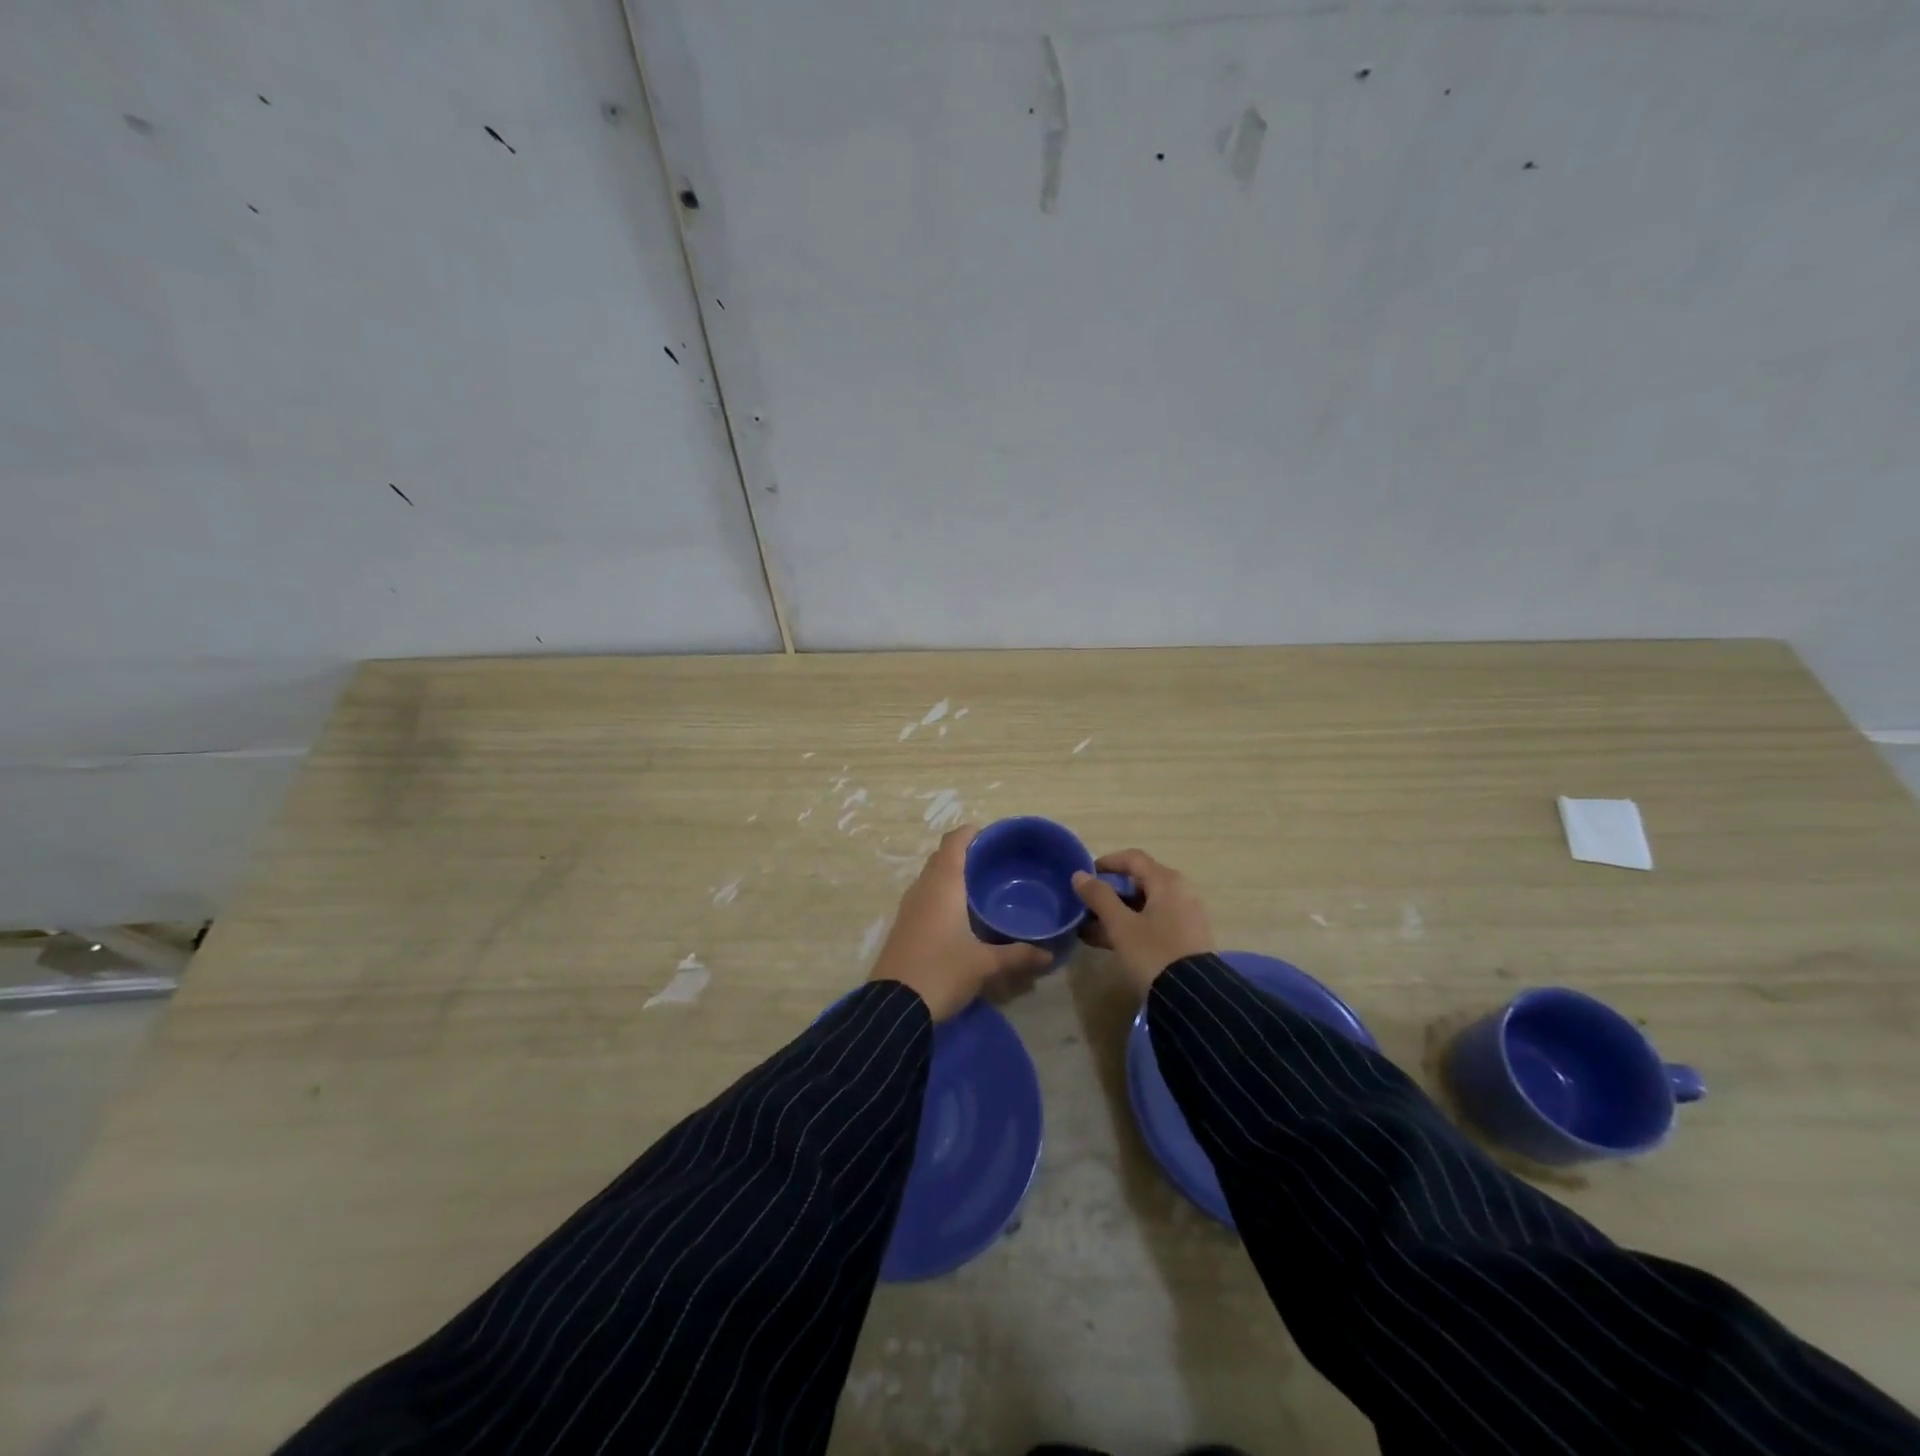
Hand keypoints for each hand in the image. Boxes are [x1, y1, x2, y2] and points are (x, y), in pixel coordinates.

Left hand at [869, 827, 1052, 1020]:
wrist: (894, 1006)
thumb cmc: (942, 971)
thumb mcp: (985, 964)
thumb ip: (1017, 955)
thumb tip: (1048, 954)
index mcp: (943, 885)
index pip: (954, 842)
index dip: (970, 833)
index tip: (990, 834)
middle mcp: (922, 888)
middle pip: (941, 857)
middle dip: (963, 854)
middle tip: (991, 862)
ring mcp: (908, 907)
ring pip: (930, 878)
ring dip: (950, 875)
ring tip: (978, 886)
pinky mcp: (902, 926)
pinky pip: (924, 897)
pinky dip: (940, 894)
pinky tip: (957, 914)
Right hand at [1072, 848, 1215, 996]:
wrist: (1194, 998)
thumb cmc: (1153, 953)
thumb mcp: (1121, 926)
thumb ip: (1099, 897)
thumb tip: (1080, 875)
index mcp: (1167, 882)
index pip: (1133, 858)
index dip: (1107, 862)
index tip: (1085, 875)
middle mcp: (1180, 893)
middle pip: (1139, 882)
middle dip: (1109, 893)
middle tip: (1085, 907)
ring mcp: (1186, 917)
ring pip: (1144, 906)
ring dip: (1116, 914)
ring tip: (1090, 930)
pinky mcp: (1186, 939)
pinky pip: (1154, 923)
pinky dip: (1131, 927)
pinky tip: (1109, 943)